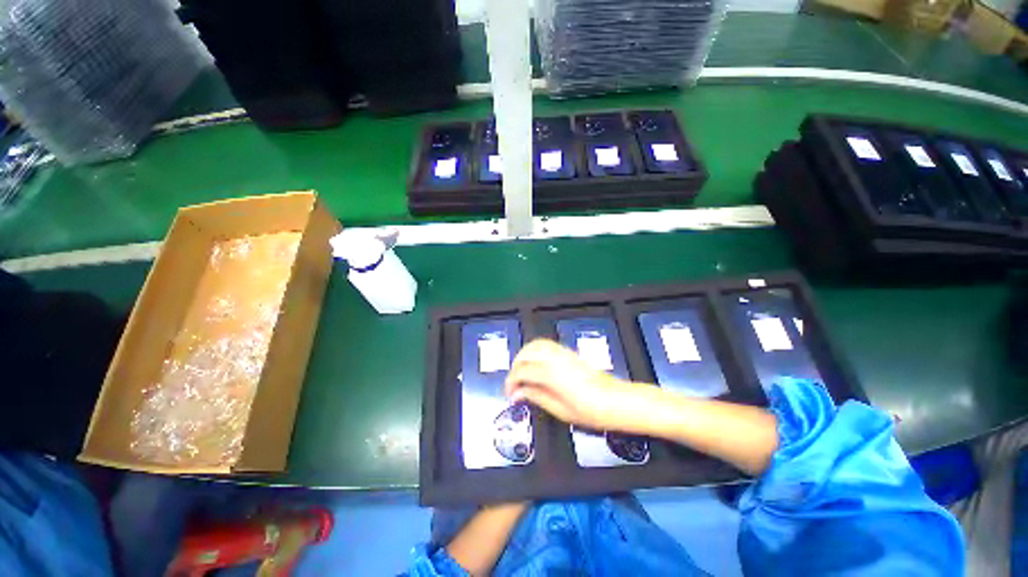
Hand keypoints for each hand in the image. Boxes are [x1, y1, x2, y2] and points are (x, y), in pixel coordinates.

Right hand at [504, 339, 632, 430]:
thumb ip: (535, 396)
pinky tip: (536, 363)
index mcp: (550, 374)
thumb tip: (518, 393)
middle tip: (514, 383)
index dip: (511, 382)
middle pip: (526, 354)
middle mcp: (554, 359)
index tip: (510, 393)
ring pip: (535, 344)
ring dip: (524, 355)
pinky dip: (535, 350)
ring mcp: (562, 353)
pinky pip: (546, 344)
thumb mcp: (559, 409)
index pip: (522, 371)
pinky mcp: (568, 353)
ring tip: (522, 371)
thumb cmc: (590, 410)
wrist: (615, 401)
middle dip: (515, 366)